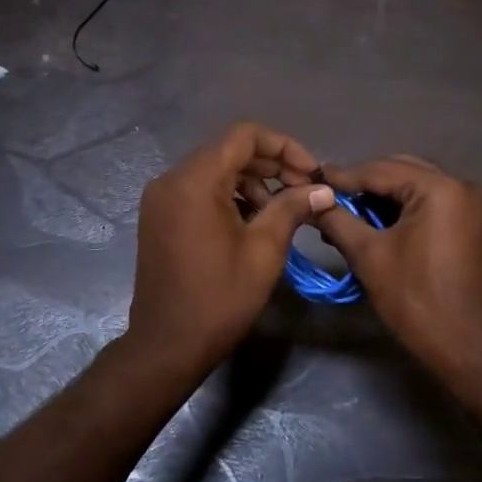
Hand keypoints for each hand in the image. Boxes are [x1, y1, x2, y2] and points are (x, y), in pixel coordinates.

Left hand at [125, 123, 335, 375]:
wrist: (168, 344)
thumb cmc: (220, 298)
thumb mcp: (264, 250)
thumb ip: (293, 208)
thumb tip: (323, 189)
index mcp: (194, 181)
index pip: (243, 136)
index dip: (284, 146)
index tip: (311, 172)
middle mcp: (171, 180)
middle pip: (228, 151)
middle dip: (271, 164)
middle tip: (304, 190)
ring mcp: (160, 199)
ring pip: (214, 170)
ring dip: (251, 181)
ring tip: (281, 210)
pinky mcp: (159, 217)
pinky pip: (199, 190)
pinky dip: (228, 196)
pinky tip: (253, 221)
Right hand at [317, 156, 481, 371]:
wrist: (467, 346)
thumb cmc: (415, 299)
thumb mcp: (369, 255)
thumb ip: (338, 221)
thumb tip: (313, 202)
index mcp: (440, 188)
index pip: (381, 170)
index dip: (344, 176)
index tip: (312, 180)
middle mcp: (463, 186)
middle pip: (402, 172)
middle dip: (365, 185)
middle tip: (329, 197)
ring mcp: (474, 205)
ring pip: (417, 188)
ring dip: (383, 199)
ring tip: (347, 214)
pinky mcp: (475, 225)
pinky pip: (433, 205)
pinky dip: (405, 211)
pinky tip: (376, 225)